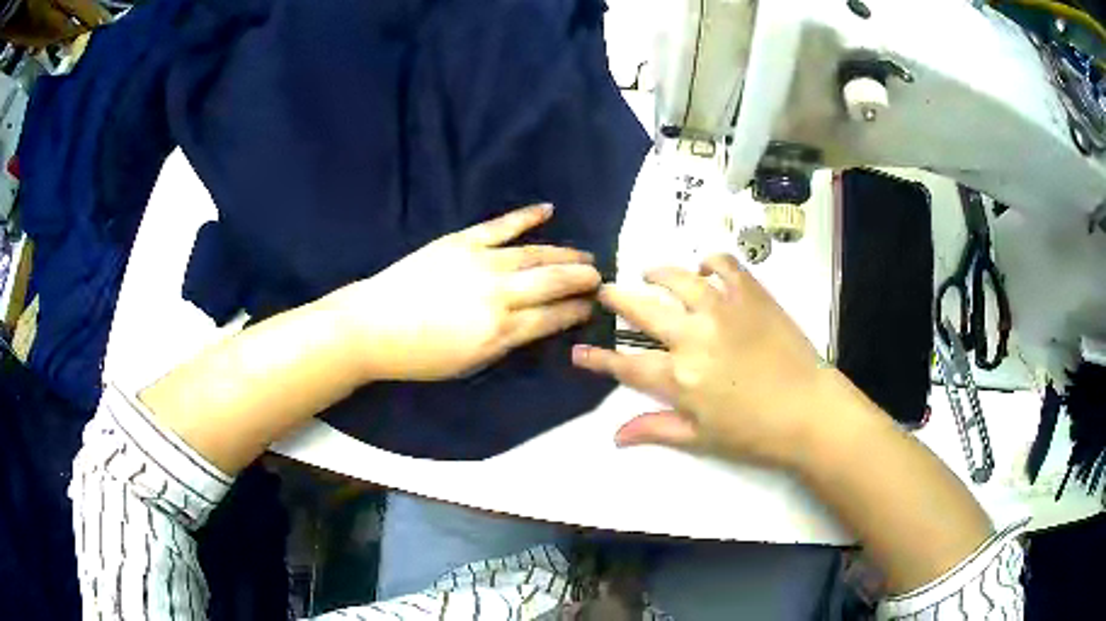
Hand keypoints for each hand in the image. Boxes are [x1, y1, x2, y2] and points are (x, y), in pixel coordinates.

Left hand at [324, 204, 600, 381]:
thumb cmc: (419, 356)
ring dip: (565, 253)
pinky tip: (548, 210)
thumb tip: (533, 325)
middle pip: (553, 281)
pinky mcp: (461, 241)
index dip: (578, 311)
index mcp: (501, 331)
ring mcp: (481, 262)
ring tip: (584, 254)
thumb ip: (506, 343)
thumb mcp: (469, 364)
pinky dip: (526, 216)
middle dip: (582, 279)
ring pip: (535, 253)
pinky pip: (501, 225)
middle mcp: (499, 294)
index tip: (593, 307)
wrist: (372, 326)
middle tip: (600, 277)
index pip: (554, 317)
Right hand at [572, 253, 839, 468]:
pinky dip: (711, 262)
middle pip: (643, 309)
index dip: (597, 359)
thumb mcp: (701, 438)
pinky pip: (725, 264)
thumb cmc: (754, 432)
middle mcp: (693, 335)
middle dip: (617, 299)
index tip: (578, 351)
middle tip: (606, 291)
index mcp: (679, 377)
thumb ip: (655, 429)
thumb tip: (614, 436)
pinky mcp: (751, 294)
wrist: (810, 410)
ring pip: (678, 278)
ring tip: (649, 272)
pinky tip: (706, 269)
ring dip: (657, 272)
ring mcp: (723, 309)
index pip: (626, 364)